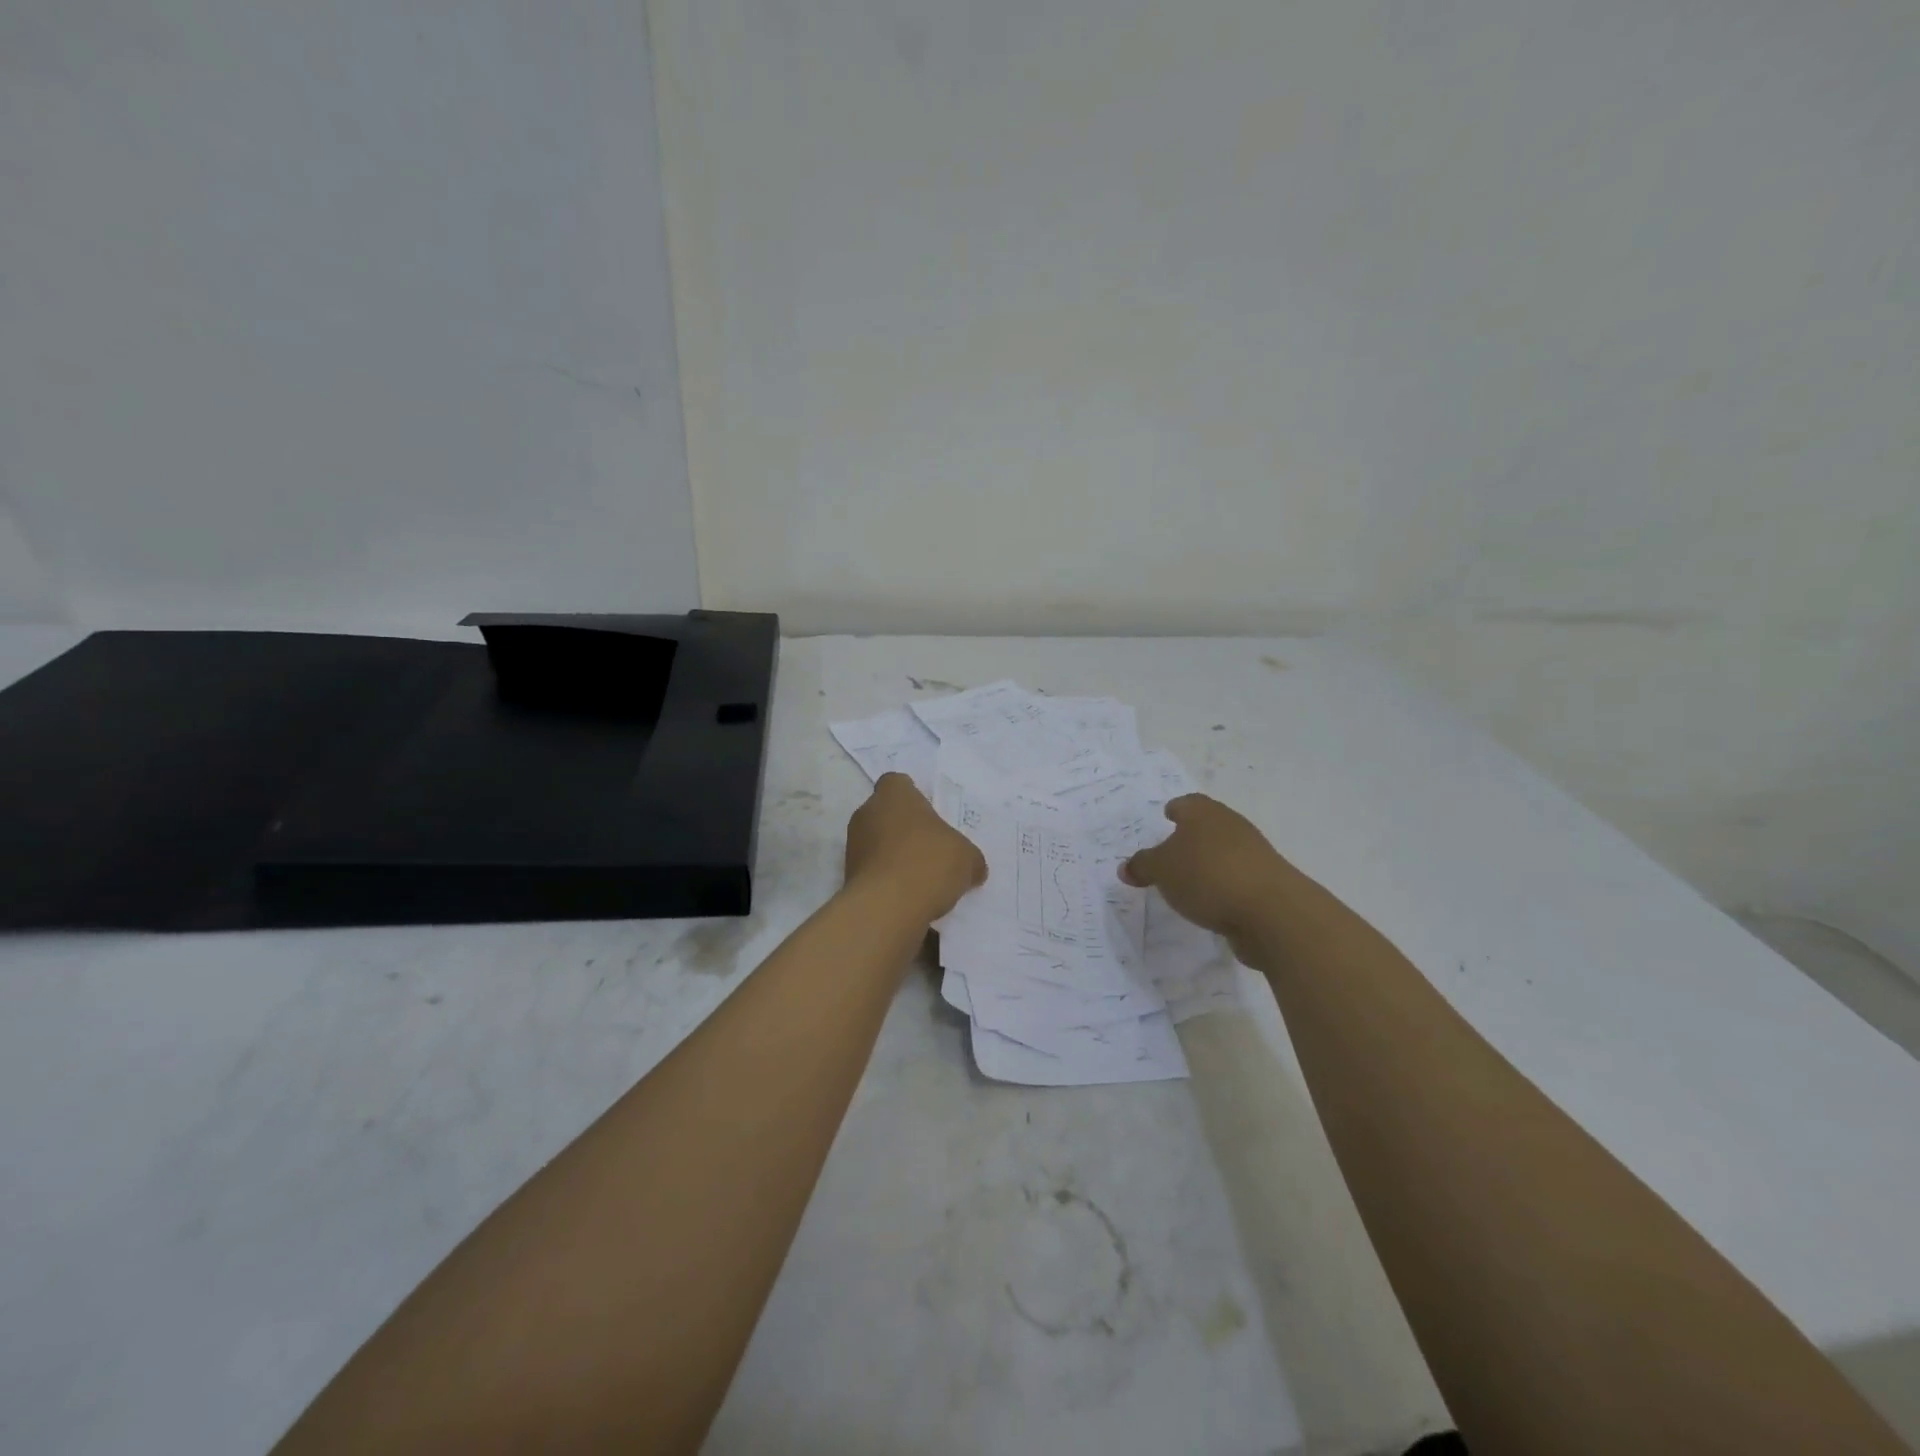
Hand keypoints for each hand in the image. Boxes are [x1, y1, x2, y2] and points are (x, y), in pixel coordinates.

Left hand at [844, 774, 986, 921]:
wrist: (887, 907)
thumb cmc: (929, 863)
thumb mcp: (967, 858)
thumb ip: (969, 858)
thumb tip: (974, 868)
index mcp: (894, 795)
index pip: (898, 783)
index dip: (914, 797)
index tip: (930, 816)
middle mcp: (867, 813)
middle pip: (887, 814)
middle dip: (905, 829)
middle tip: (932, 848)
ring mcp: (853, 845)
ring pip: (877, 843)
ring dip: (895, 856)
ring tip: (923, 878)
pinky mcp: (848, 876)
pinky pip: (873, 871)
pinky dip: (888, 880)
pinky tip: (909, 897)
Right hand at [1119, 795, 1297, 953]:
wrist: (1271, 911)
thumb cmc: (1207, 875)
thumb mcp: (1161, 870)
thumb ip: (1142, 866)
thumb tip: (1126, 867)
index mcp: (1204, 813)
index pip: (1186, 803)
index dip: (1174, 810)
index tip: (1166, 817)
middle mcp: (1231, 826)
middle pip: (1207, 826)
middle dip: (1189, 837)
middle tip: (1169, 852)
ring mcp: (1253, 854)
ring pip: (1223, 852)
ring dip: (1207, 863)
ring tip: (1187, 881)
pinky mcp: (1265, 883)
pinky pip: (1235, 878)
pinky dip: (1222, 885)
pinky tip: (1209, 902)